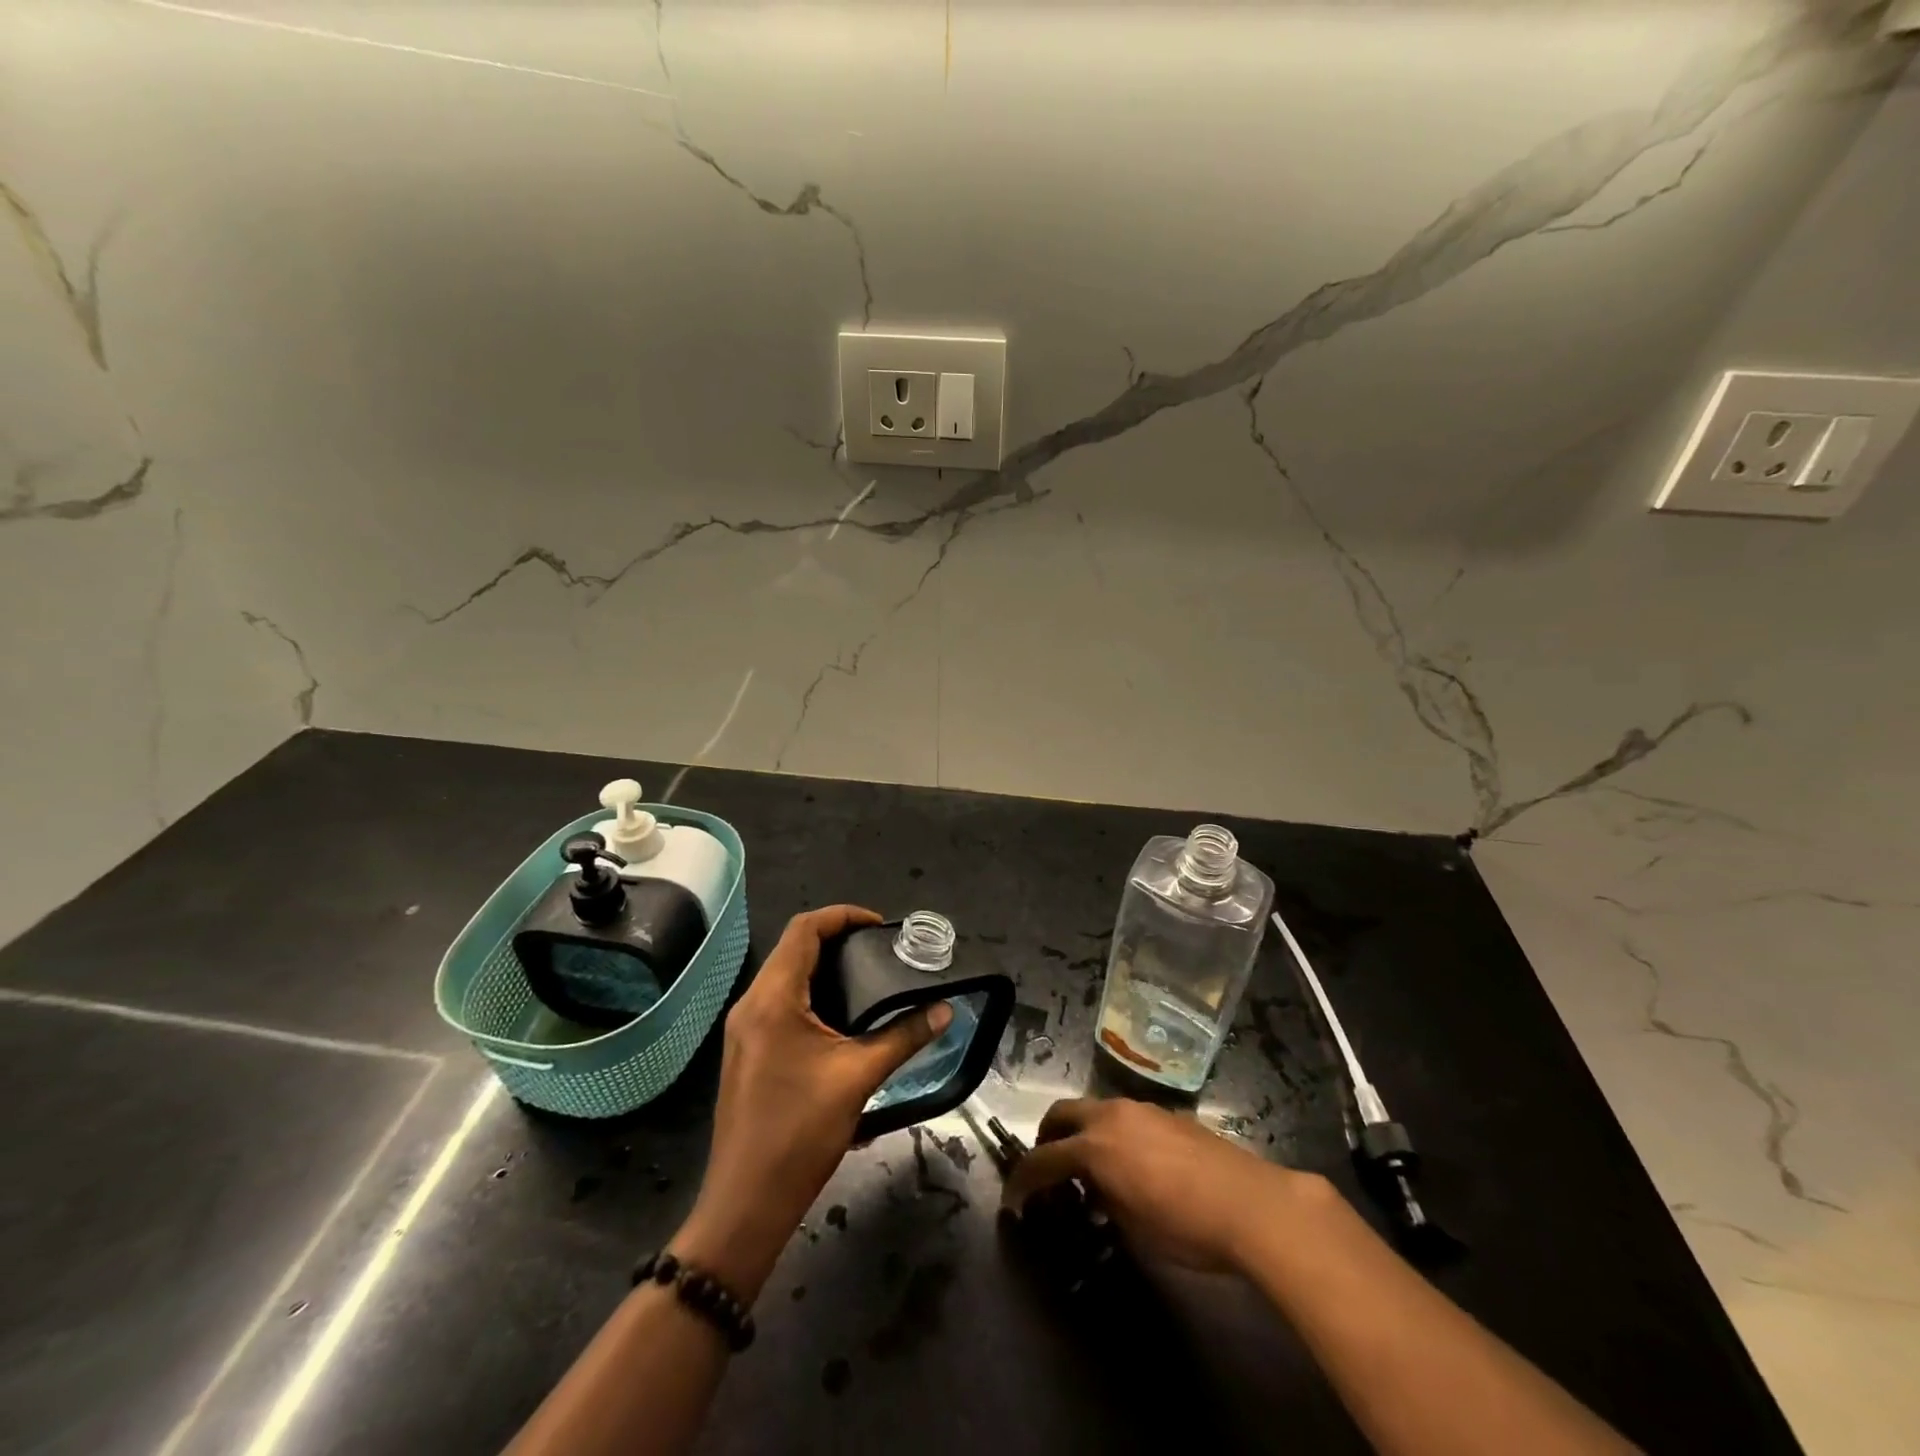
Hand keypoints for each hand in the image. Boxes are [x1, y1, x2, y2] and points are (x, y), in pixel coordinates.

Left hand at [673, 907, 951, 1299]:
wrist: (746, 1203)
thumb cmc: (800, 1132)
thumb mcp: (858, 1077)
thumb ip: (904, 1036)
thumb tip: (946, 1010)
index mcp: (773, 998)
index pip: (804, 929)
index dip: (843, 916)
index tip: (880, 926)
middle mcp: (751, 1004)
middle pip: (793, 948)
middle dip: (837, 940)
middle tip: (881, 951)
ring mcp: (744, 1029)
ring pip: (785, 976)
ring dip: (824, 968)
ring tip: (868, 977)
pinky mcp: (746, 1051)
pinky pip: (779, 1003)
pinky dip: (811, 994)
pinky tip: (842, 1017)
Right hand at [1001, 1097, 1327, 1272]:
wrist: (1250, 1202)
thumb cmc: (1185, 1225)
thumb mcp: (1133, 1227)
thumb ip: (1104, 1201)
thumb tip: (1096, 1194)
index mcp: (1094, 1146)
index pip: (1043, 1159)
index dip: (1023, 1181)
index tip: (1014, 1201)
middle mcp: (1110, 1116)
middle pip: (1061, 1114)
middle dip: (1046, 1139)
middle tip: (1047, 1171)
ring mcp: (1139, 1109)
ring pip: (1093, 1110)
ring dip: (1079, 1133)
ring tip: (1089, 1170)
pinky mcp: (1165, 1113)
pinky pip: (1122, 1116)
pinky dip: (1109, 1133)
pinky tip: (1129, 1164)